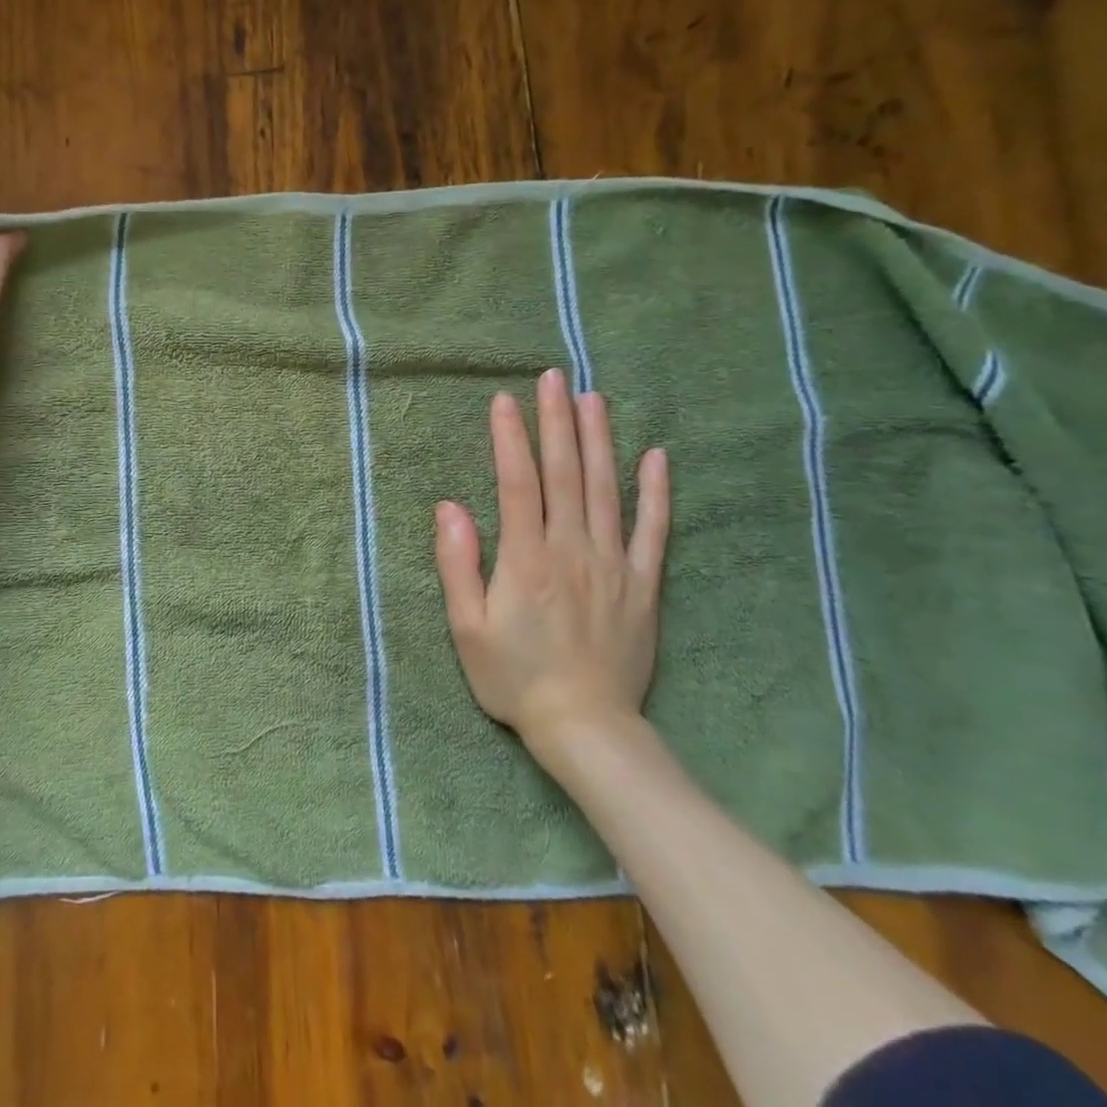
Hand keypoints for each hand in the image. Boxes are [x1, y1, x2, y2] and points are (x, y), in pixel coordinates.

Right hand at [434, 370, 670, 773]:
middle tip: (554, 378)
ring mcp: (613, 565)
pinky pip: (653, 530)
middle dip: (557, 422)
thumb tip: (449, 507)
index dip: (511, 439)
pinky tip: (656, 456)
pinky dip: (656, 491)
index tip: (506, 401)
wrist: (586, 728)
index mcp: (525, 560)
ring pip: (607, 490)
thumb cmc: (514, 678)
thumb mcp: (467, 628)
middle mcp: (571, 550)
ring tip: (594, 399)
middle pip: (565, 474)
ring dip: (599, 441)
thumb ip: (458, 564)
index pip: (518, 484)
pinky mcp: (643, 585)